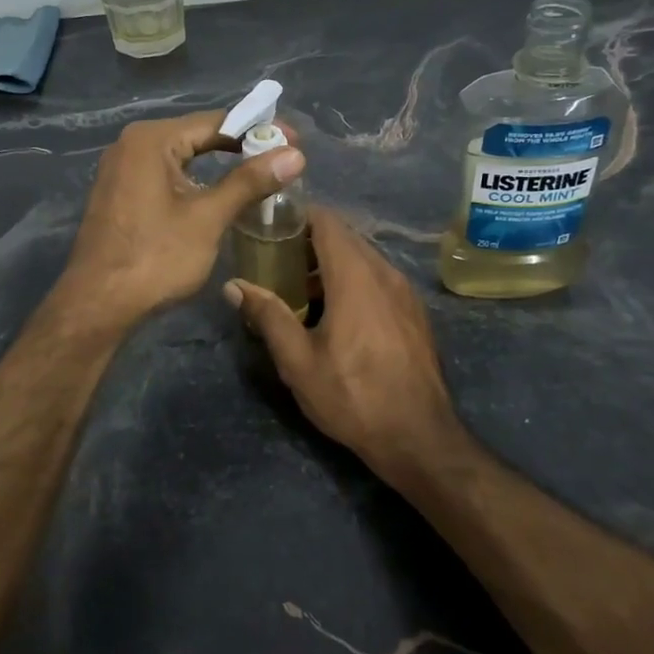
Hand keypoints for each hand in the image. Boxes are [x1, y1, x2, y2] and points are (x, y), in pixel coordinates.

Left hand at [59, 111, 304, 330]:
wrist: (98, 304)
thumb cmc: (155, 258)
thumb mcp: (207, 218)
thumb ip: (249, 182)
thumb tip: (295, 155)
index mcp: (151, 140)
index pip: (215, 121)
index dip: (258, 129)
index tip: (294, 141)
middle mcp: (131, 145)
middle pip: (197, 136)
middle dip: (241, 147)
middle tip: (282, 160)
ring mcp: (121, 170)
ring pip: (182, 158)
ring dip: (219, 166)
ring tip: (259, 177)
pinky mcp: (120, 194)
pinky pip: (165, 176)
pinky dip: (195, 181)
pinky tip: (218, 195)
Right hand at [223, 207, 462, 489]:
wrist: (419, 436)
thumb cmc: (353, 396)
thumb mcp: (299, 361)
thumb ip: (267, 316)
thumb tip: (234, 285)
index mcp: (356, 276)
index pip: (327, 222)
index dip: (297, 216)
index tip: (268, 227)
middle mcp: (385, 273)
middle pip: (344, 238)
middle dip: (308, 242)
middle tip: (275, 262)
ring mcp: (405, 292)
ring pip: (363, 259)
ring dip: (331, 265)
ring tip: (300, 292)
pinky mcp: (414, 312)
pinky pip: (379, 279)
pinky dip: (353, 281)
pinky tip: (335, 314)